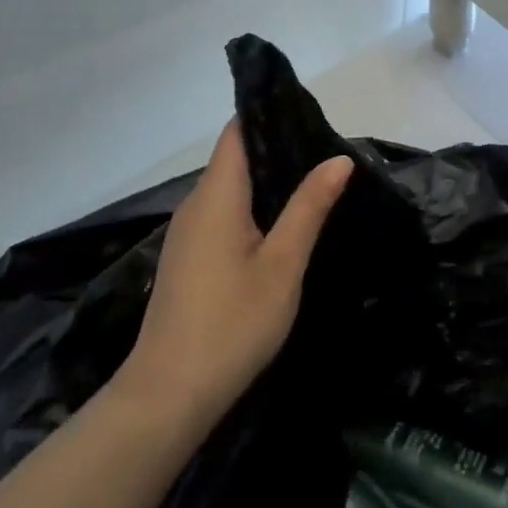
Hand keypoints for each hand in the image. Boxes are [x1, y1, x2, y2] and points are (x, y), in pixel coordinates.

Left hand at [114, 122, 351, 442]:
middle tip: (327, 152)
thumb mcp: (283, 264)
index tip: (309, 114)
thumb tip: (338, 158)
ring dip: (266, 183)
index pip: (237, 133)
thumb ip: (309, 207)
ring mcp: (187, 235)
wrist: (170, 394)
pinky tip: (281, 225)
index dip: (268, 115)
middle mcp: (195, 206)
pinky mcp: (188, 259)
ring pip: (229, 190)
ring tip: (314, 182)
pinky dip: (252, 209)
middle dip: (277, 150)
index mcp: (215, 197)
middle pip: (234, 159)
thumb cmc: (233, 323)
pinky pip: (222, 216)